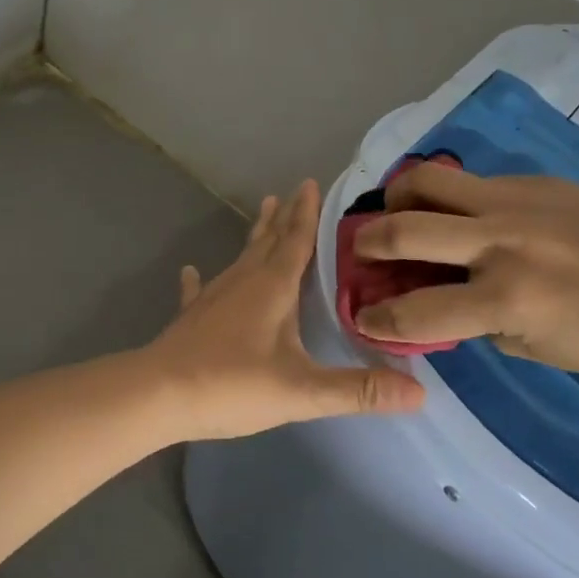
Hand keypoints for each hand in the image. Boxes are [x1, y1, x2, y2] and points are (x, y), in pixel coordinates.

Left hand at [144, 179, 424, 439]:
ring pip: (241, 257)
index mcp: (272, 287)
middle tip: (293, 191)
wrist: (159, 395)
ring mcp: (214, 296)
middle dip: (285, 216)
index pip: (296, 241)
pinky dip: (200, 280)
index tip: (312, 183)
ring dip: (255, 236)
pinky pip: (200, 290)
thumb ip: (358, 390)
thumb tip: (419, 394)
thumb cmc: (232, 384)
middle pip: (268, 241)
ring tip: (263, 212)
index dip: (307, 214)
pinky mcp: (192, 317)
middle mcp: (243, 281)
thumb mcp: (301, 391)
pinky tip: (192, 271)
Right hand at [351, 164, 578, 428]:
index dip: (375, 319)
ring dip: (400, 198)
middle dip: (368, 242)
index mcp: (503, 297)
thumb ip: (466, 317)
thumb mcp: (521, 345)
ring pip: (429, 179)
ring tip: (400, 213)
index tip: (361, 315)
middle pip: (404, 226)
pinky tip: (465, 215)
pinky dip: (454, 198)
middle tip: (362, 250)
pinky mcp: (539, 182)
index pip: (412, 310)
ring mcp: (520, 201)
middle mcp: (502, 239)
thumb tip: (424, 296)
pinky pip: (475, 182)